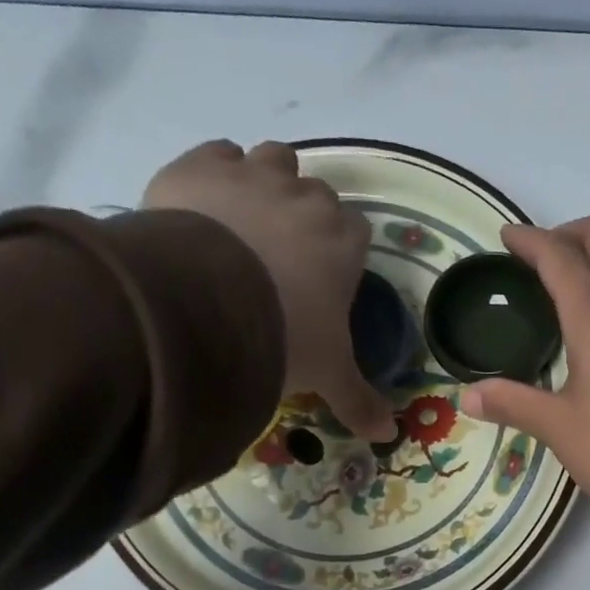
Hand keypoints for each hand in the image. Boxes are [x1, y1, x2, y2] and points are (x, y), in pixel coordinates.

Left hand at [143, 140, 394, 440]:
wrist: (207, 303)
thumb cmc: (286, 335)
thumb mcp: (327, 374)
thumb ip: (358, 401)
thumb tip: (387, 436)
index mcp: (343, 243)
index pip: (356, 233)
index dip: (342, 252)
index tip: (325, 277)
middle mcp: (306, 198)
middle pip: (316, 194)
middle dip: (304, 217)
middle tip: (282, 257)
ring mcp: (254, 175)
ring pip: (273, 160)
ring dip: (267, 182)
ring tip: (247, 221)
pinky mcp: (202, 165)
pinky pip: (219, 154)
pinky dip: (217, 172)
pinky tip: (206, 205)